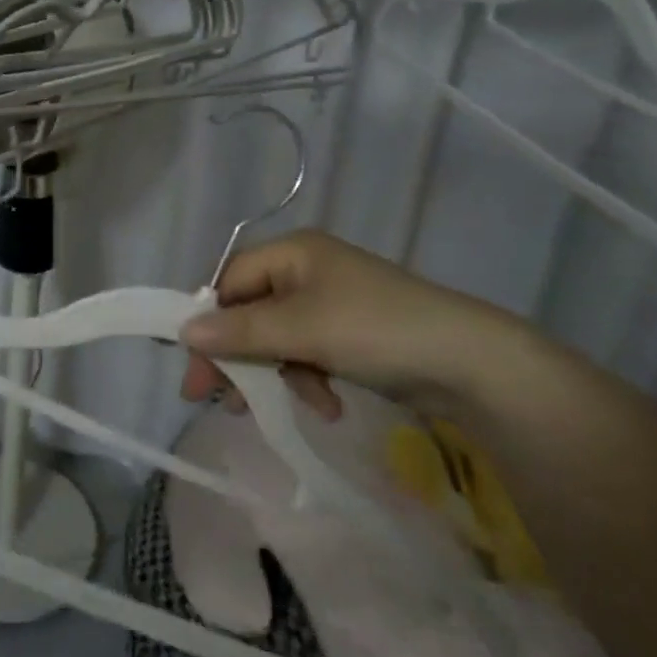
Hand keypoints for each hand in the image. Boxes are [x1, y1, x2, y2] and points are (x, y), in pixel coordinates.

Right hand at [179, 231, 521, 420]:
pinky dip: (310, 378)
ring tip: (296, 404)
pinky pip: (309, 352)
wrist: (473, 364)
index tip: (197, 370)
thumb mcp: (302, 329)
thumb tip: (183, 331)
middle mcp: (307, 271)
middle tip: (223, 402)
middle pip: (252, 311)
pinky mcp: (352, 333)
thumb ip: (240, 332)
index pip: (230, 280)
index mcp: (293, 252)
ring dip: (279, 373)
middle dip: (242, 356)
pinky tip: (328, 404)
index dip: (210, 322)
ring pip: (279, 337)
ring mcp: (332, 302)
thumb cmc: (377, 329)